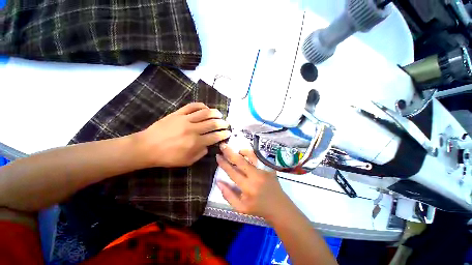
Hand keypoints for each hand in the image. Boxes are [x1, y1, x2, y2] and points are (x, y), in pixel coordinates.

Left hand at [136, 103, 230, 167]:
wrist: (147, 147)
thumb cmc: (167, 157)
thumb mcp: (187, 161)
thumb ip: (201, 154)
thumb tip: (208, 146)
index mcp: (196, 142)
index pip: (214, 137)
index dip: (223, 134)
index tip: (228, 132)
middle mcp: (193, 130)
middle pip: (212, 124)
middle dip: (222, 123)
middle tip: (227, 123)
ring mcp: (185, 119)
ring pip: (204, 113)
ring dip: (214, 113)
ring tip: (220, 114)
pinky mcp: (177, 113)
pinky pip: (191, 106)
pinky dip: (201, 105)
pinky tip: (206, 107)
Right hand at [216, 144, 290, 221]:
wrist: (279, 207)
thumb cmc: (258, 209)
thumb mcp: (240, 208)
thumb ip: (228, 195)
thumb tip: (218, 182)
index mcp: (247, 187)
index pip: (232, 172)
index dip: (223, 163)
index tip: (217, 156)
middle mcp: (255, 176)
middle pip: (240, 161)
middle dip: (230, 152)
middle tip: (223, 146)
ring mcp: (264, 170)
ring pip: (251, 156)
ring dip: (242, 151)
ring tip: (237, 150)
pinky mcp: (269, 168)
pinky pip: (258, 158)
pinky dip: (251, 154)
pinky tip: (246, 154)